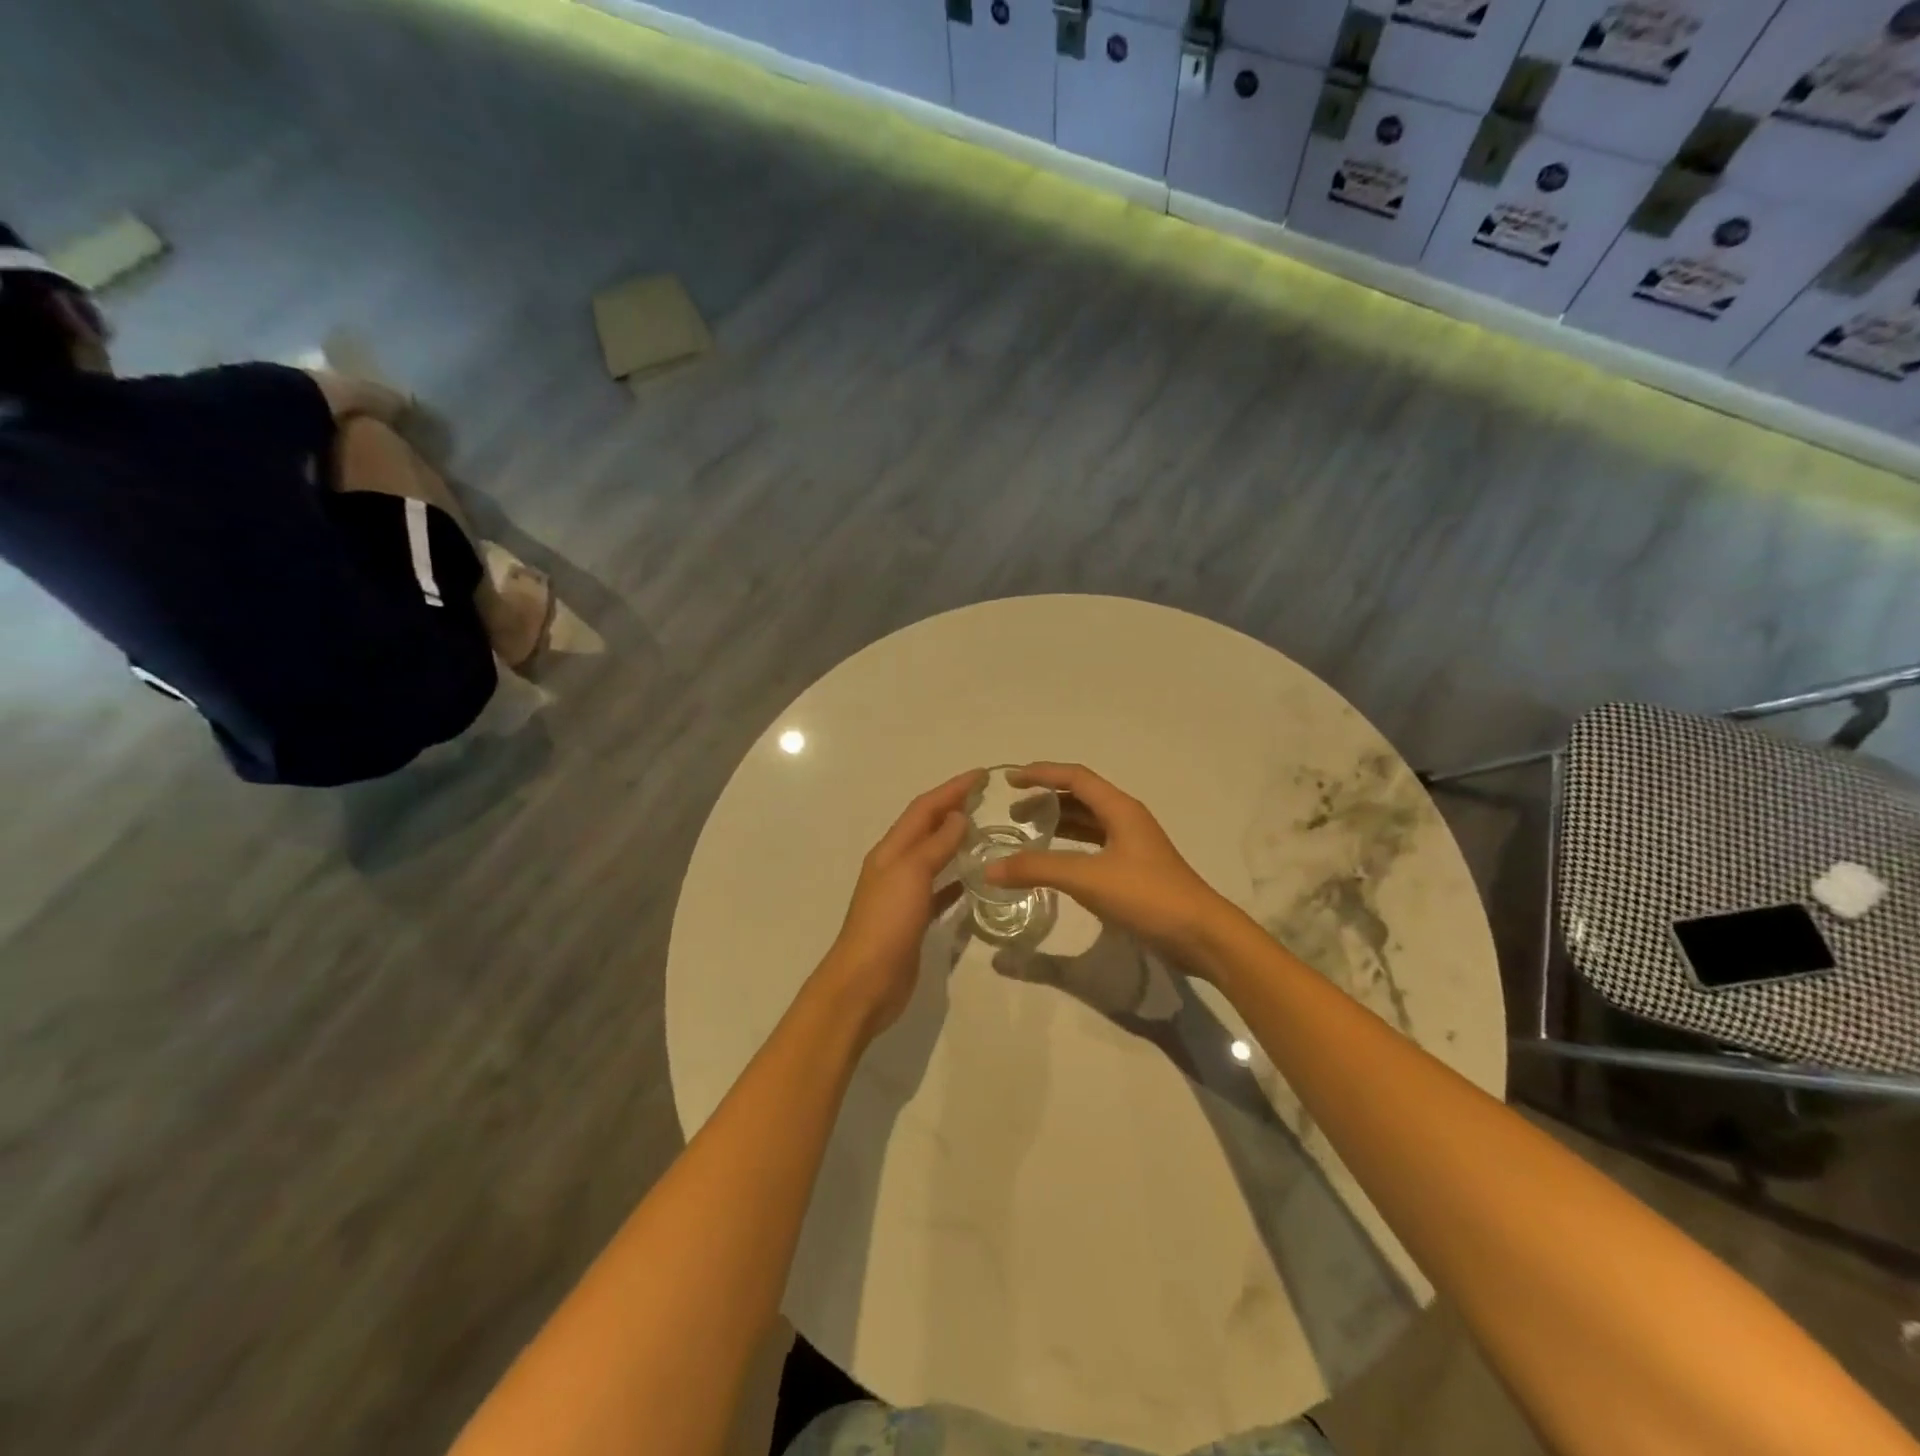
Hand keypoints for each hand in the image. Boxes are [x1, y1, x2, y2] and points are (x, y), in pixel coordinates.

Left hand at [817, 769, 980, 1037]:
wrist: (865, 982)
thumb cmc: (887, 922)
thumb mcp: (911, 874)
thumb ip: (935, 845)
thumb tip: (958, 817)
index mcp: (891, 850)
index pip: (924, 808)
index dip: (951, 789)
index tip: (981, 775)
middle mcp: (895, 865)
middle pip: (926, 827)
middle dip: (952, 808)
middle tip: (985, 797)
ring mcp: (903, 893)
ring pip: (933, 856)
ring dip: (954, 839)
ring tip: (984, 830)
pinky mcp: (914, 919)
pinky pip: (939, 889)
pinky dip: (955, 878)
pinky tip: (975, 879)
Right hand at [986, 763, 1228, 967]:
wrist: (1200, 934)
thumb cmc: (1147, 895)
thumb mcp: (1088, 877)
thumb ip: (1038, 869)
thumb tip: (990, 869)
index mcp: (1120, 809)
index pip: (1075, 777)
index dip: (1042, 773)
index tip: (1010, 780)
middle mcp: (1127, 820)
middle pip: (1081, 798)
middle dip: (1046, 800)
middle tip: (1013, 813)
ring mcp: (1132, 846)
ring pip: (1088, 823)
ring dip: (1058, 823)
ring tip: (1027, 833)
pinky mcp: (1134, 871)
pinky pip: (1093, 847)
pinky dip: (1070, 847)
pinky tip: (1054, 863)